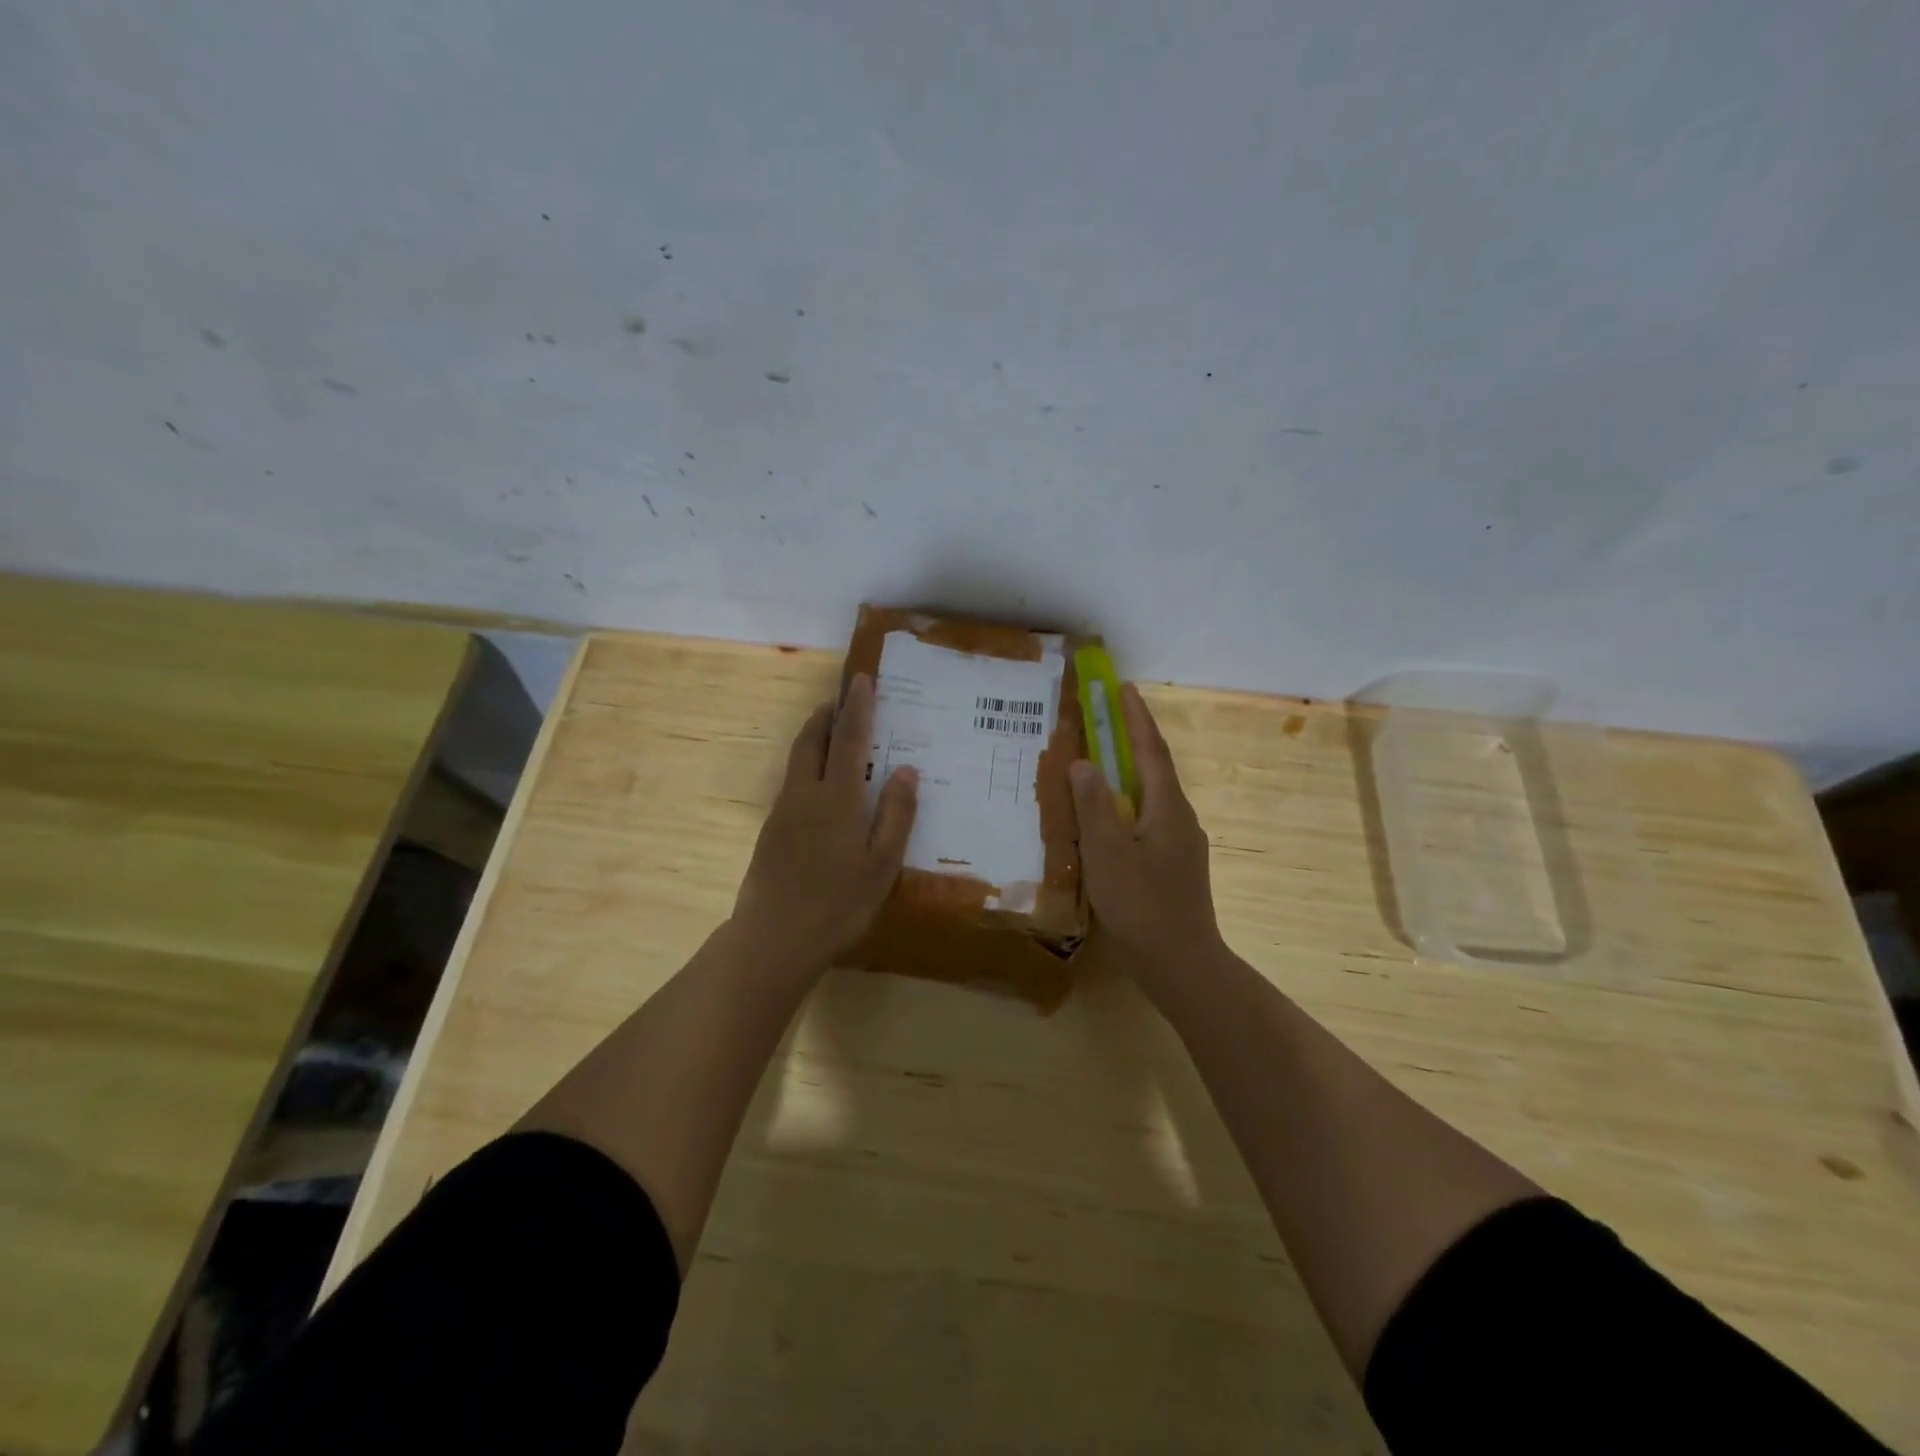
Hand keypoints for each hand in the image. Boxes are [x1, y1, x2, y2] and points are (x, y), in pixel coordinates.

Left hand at [731, 672, 917, 973]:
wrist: (773, 938)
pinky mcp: (770, 831)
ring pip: (797, 760)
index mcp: (838, 798)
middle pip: (812, 740)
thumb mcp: (882, 864)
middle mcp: (806, 794)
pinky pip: (791, 782)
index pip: (850, 739)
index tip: (862, 680)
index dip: (858, 707)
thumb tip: (906, 768)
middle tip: (840, 699)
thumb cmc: (838, 904)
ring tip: (830, 731)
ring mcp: (783, 812)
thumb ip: (896, 814)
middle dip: (826, 715)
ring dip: (813, 737)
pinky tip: (819, 785)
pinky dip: (807, 765)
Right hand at [1069, 685, 1225, 992]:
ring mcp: (1180, 844)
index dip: (1136, 717)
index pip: (1151, 750)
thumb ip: (1093, 807)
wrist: (1183, 966)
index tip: (1124, 687)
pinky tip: (1105, 823)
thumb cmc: (1143, 907)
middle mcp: (1180, 818)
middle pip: (1153, 769)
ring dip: (1126, 775)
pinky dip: (1125, 807)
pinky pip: (1146, 821)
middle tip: (1101, 722)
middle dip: (1130, 741)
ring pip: (1149, 798)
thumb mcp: (1108, 854)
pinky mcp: (1173, 867)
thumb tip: (1083, 762)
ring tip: (1095, 768)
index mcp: (1167, 808)